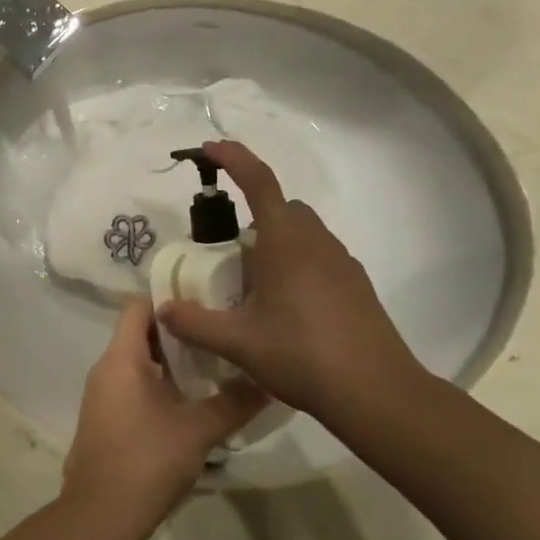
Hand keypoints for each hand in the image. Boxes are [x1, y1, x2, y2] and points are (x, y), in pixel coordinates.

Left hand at [62, 298, 265, 535]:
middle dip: (180, 331)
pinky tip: (193, 399)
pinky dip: (162, 383)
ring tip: (216, 363)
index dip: (171, 299)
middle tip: (221, 332)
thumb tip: (268, 380)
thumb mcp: (199, 430)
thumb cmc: (147, 461)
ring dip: (173, 360)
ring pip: (139, 362)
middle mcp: (106, 369)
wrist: (100, 515)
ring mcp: (103, 395)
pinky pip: (134, 385)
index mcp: (121, 359)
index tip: (208, 300)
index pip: (139, 306)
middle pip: (141, 332)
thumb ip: (234, 402)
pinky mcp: (107, 418)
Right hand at [155, 141, 432, 427]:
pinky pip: (318, 257)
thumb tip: (163, 309)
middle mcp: (317, 242)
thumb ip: (195, 323)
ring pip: (302, 234)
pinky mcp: (356, 285)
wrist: (376, 392)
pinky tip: (285, 308)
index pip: (259, 181)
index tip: (210, 148)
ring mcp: (342, 262)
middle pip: (281, 208)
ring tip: (252, 286)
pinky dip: (296, 265)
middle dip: (252, 215)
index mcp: (286, 241)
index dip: (233, 158)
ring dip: (274, 243)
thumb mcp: (238, 342)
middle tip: (226, 253)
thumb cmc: (303, 355)